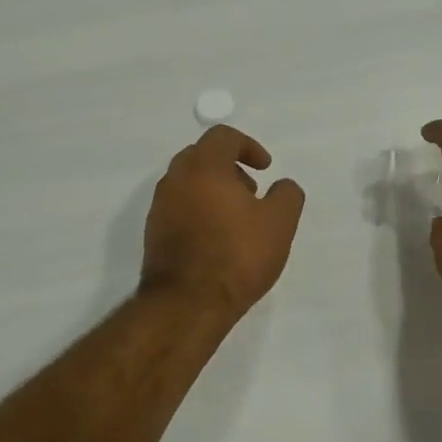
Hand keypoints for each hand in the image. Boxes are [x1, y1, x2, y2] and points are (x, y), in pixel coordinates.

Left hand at [140, 126, 305, 320]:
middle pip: (201, 156)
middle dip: (229, 167)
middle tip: (251, 191)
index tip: (265, 169)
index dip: (249, 147)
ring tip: (237, 218)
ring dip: (213, 189)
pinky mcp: (154, 233)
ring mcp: (160, 207)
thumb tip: (282, 186)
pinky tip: (217, 238)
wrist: (187, 303)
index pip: (223, 137)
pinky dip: (199, 209)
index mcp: (204, 167)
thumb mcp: (280, 223)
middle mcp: (176, 179)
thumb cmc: (237, 256)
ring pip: (188, 182)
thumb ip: (287, 194)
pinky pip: (179, 207)